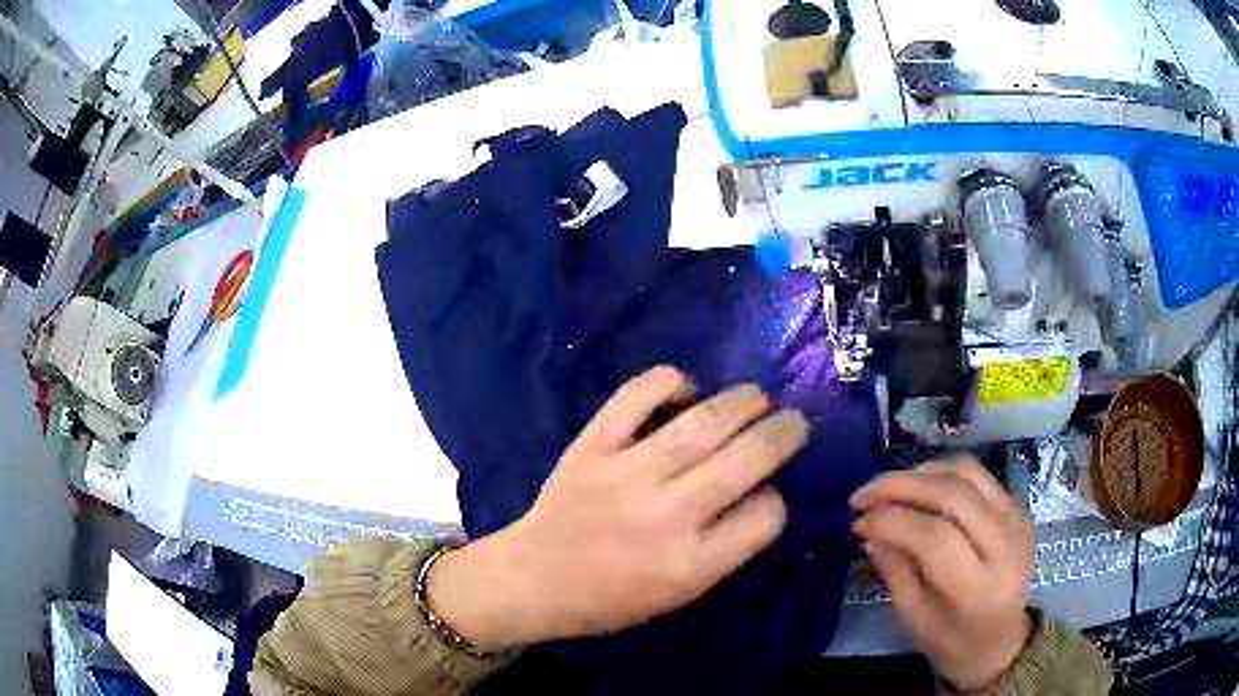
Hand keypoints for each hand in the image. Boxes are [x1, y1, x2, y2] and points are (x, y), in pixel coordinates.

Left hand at [427, 366, 807, 651]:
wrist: (535, 578)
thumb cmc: (612, 598)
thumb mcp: (681, 594)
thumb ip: (726, 549)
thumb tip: (763, 492)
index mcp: (691, 565)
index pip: (764, 516)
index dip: (777, 499)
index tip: (771, 492)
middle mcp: (666, 516)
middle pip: (746, 459)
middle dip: (783, 433)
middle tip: (795, 420)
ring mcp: (626, 474)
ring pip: (702, 422)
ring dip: (742, 401)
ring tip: (759, 397)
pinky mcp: (592, 445)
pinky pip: (637, 396)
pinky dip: (669, 382)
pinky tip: (686, 388)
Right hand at [850, 455, 1034, 690]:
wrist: (1004, 640)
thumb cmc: (954, 643)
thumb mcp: (916, 620)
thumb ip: (896, 572)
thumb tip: (869, 531)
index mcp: (980, 589)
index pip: (936, 538)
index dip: (892, 521)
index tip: (857, 522)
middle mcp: (1006, 545)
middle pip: (953, 494)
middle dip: (901, 486)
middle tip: (863, 495)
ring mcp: (1016, 520)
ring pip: (966, 474)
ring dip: (920, 473)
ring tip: (886, 488)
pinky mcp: (1017, 507)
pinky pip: (976, 475)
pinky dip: (941, 472)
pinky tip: (916, 485)